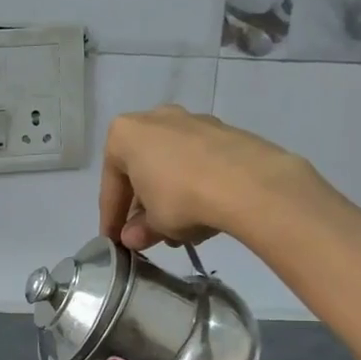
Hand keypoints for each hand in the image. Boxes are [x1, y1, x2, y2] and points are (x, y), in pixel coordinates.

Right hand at [99, 105, 310, 250]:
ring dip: (170, 198)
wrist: (249, 183)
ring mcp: (192, 120)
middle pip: (142, 171)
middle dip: (144, 206)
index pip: (111, 185)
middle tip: (147, 235)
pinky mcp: (224, 131)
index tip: (114, 241)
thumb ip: (139, 230)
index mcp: (125, 134)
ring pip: (171, 166)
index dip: (111, 218)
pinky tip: (203, 213)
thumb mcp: (154, 223)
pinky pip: (198, 163)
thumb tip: (133, 238)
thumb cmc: (181, 198)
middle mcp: (155, 118)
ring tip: (180, 231)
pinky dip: (195, 187)